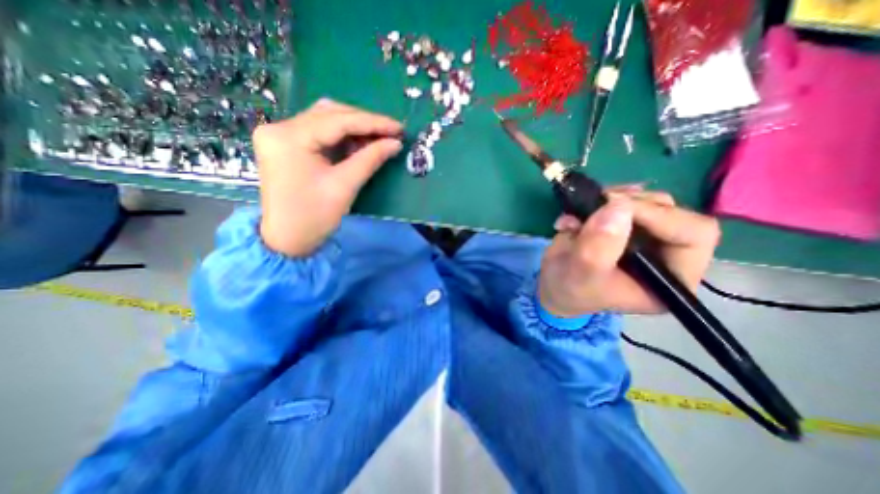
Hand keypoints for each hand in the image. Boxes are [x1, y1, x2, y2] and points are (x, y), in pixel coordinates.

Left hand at [255, 98, 401, 255]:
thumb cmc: (314, 217)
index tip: (399, 127)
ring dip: (354, 128)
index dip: (373, 122)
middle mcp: (279, 127)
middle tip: (391, 132)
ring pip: (325, 120)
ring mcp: (280, 135)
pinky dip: (342, 137)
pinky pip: (319, 132)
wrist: (287, 240)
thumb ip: (370, 159)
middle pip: (330, 114)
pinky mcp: (286, 145)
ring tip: (379, 138)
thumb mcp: (345, 187)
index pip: (338, 120)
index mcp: (289, 137)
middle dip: (364, 122)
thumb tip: (395, 143)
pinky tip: (360, 144)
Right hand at [540, 186, 717, 315]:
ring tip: (578, 218)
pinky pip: (622, 199)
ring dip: (610, 201)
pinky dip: (597, 200)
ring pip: (646, 201)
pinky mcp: (626, 225)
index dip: (658, 215)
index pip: (693, 234)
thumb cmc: (571, 289)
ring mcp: (646, 237)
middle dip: (629, 205)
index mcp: (672, 277)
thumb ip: (599, 247)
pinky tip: (576, 217)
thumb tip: (617, 207)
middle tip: (595, 206)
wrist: (554, 284)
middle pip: (671, 211)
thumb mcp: (582, 274)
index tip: (613, 207)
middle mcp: (667, 254)